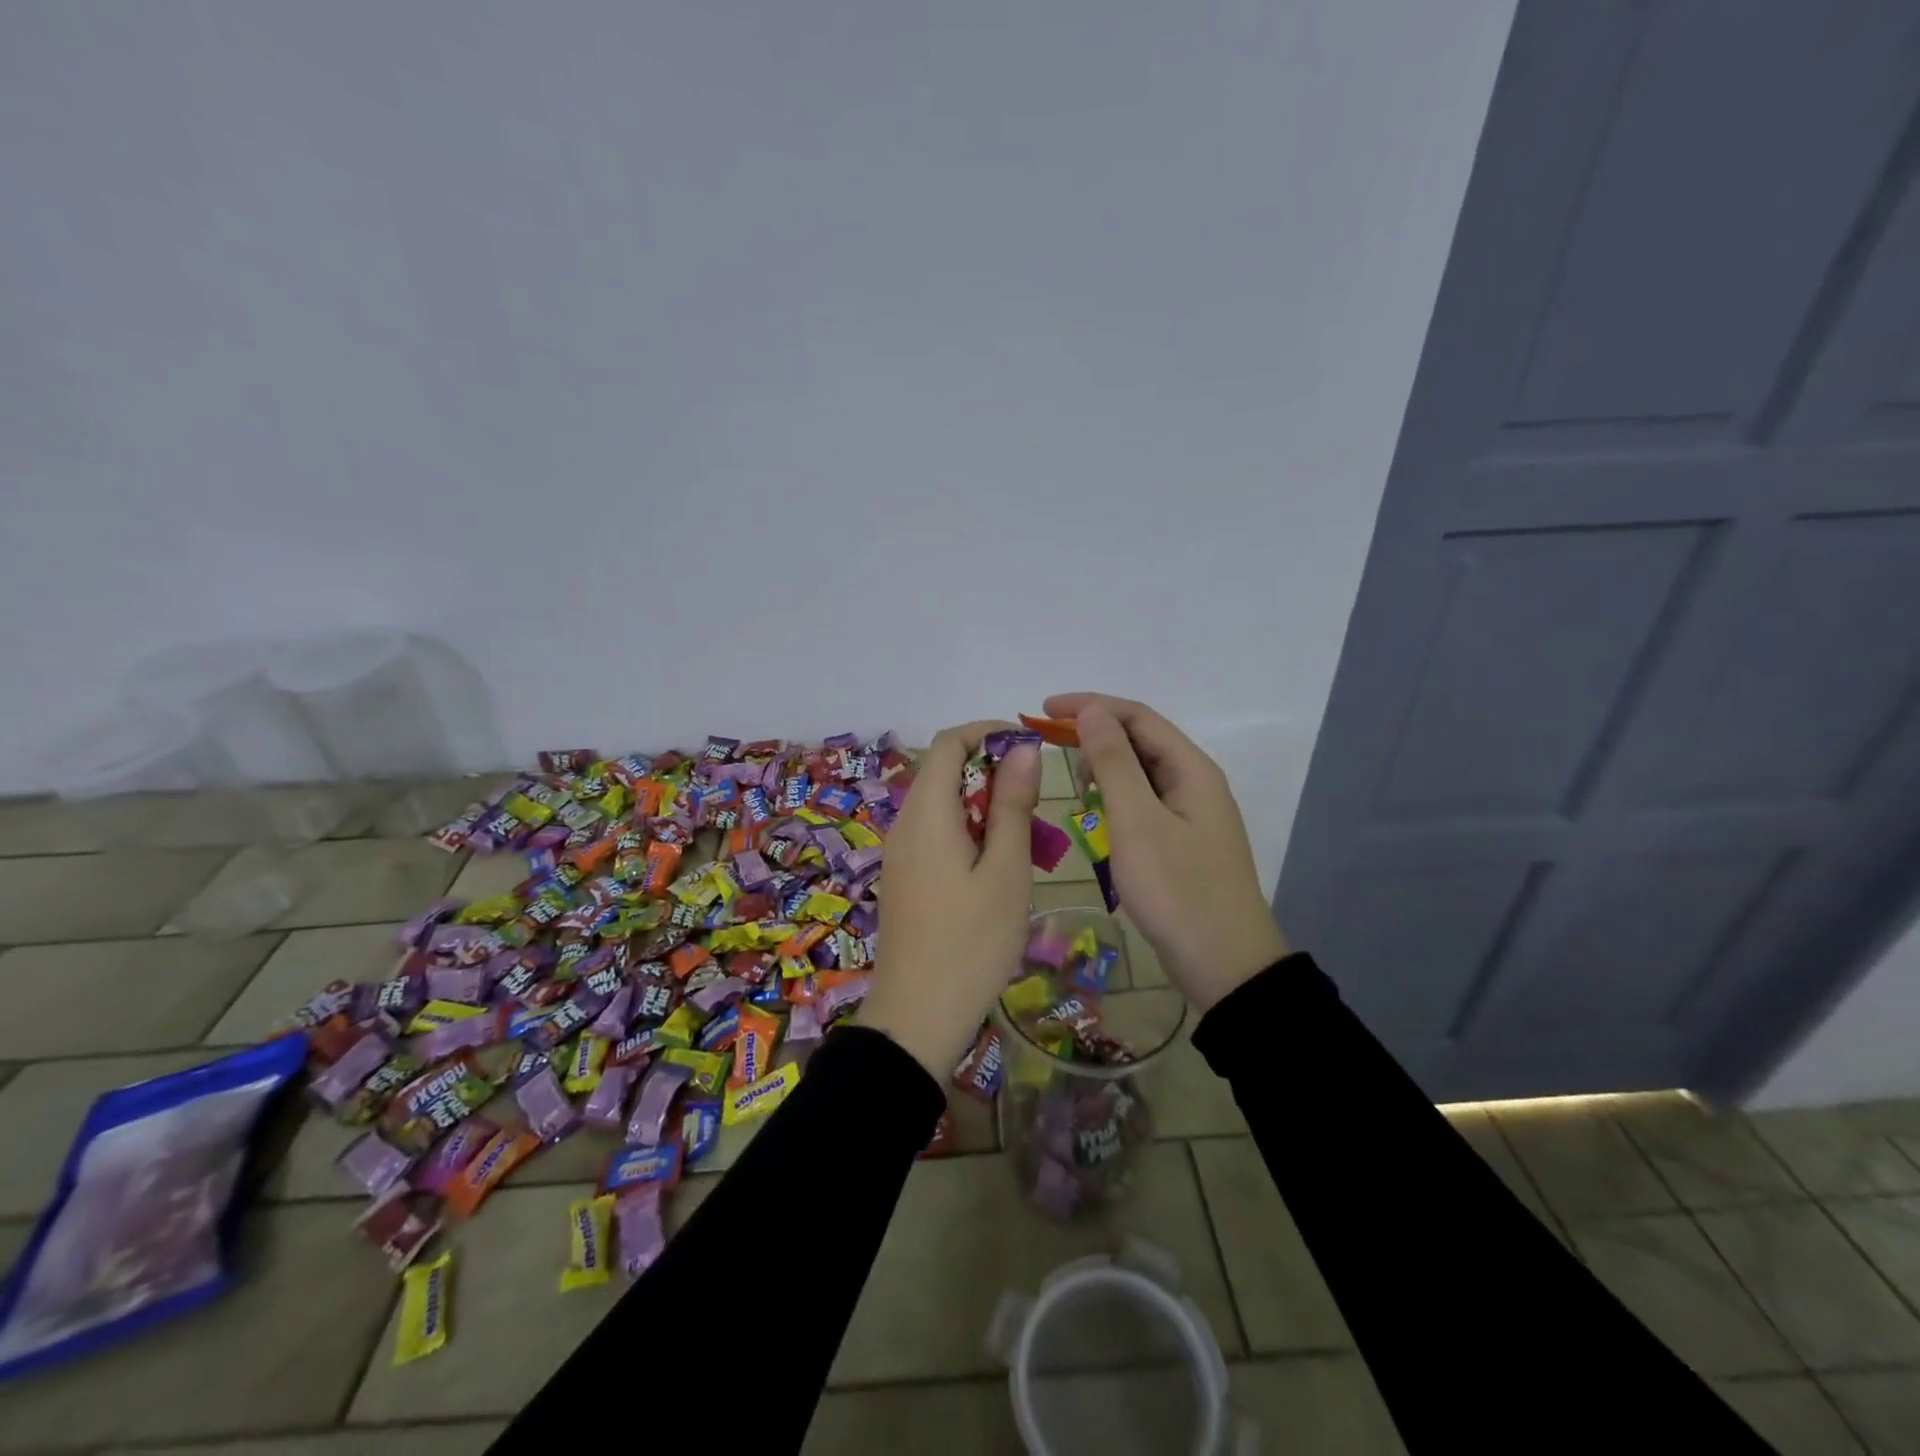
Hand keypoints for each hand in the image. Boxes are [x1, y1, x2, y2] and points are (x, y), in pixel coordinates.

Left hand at [858, 721, 1041, 1078]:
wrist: (918, 1017)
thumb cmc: (972, 942)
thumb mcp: (1006, 870)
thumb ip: (1013, 804)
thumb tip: (1022, 748)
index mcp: (926, 812)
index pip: (948, 742)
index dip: (988, 733)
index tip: (1029, 750)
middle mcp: (905, 823)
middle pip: (945, 772)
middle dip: (993, 776)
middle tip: (1036, 810)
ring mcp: (900, 852)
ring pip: (944, 806)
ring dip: (986, 809)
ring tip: (1025, 844)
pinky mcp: (904, 877)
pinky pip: (937, 835)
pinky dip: (970, 834)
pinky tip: (998, 871)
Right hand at [1043, 692, 1288, 1011]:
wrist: (1225, 965)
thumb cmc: (1177, 890)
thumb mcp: (1137, 822)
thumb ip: (1113, 762)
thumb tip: (1091, 711)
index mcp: (1191, 769)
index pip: (1137, 717)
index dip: (1090, 706)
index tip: (1043, 711)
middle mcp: (1195, 782)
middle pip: (1141, 740)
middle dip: (1095, 736)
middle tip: (1052, 750)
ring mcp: (1191, 814)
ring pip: (1141, 773)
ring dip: (1106, 768)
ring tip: (1076, 788)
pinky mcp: (1182, 841)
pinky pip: (1144, 803)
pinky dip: (1116, 799)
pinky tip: (1099, 816)